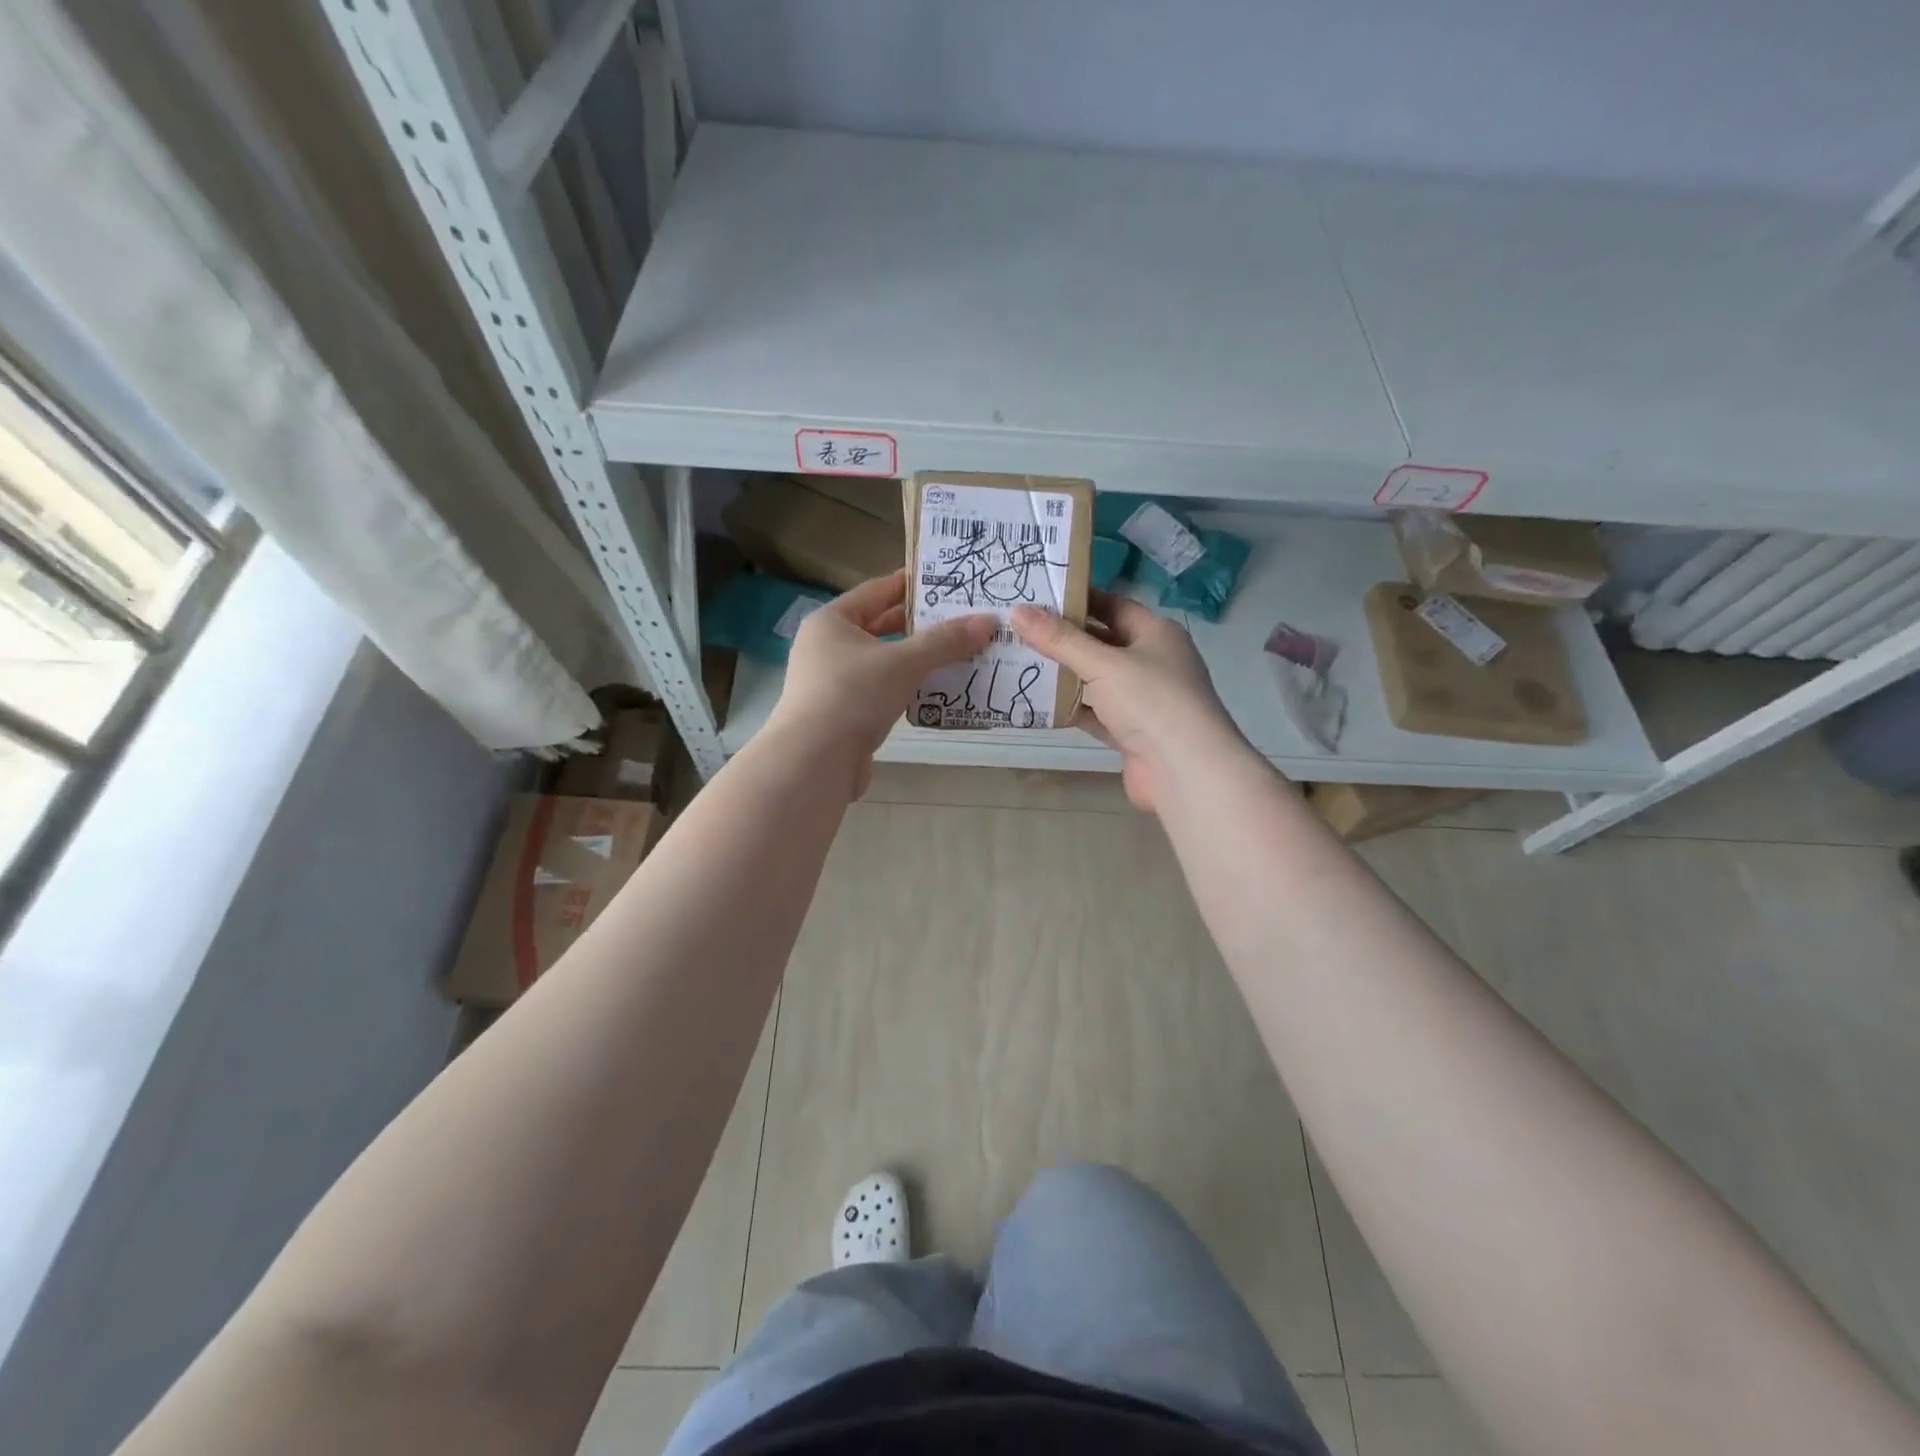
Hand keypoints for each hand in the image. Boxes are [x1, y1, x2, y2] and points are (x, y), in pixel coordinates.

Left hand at [769, 571, 995, 794]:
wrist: (815, 761)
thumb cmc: (854, 695)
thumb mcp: (903, 662)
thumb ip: (945, 641)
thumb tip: (988, 622)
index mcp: (832, 621)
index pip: (877, 590)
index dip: (912, 584)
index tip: (947, 580)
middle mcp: (828, 647)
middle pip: (881, 627)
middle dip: (921, 625)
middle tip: (963, 618)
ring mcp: (833, 682)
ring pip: (884, 662)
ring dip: (918, 659)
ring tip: (960, 652)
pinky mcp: (844, 714)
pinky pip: (882, 691)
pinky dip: (907, 688)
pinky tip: (937, 690)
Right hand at [1012, 590, 1247, 811]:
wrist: (1185, 771)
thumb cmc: (1151, 701)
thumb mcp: (1103, 664)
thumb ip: (1060, 640)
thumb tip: (1018, 611)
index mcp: (1157, 633)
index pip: (1113, 606)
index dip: (1078, 600)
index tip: (1038, 596)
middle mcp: (1152, 662)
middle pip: (1102, 643)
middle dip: (1065, 638)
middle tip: (1019, 628)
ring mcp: (1143, 700)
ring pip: (1097, 680)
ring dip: (1065, 674)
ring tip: (1020, 660)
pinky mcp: (1131, 732)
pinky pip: (1096, 713)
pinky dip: (1072, 708)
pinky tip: (1038, 703)